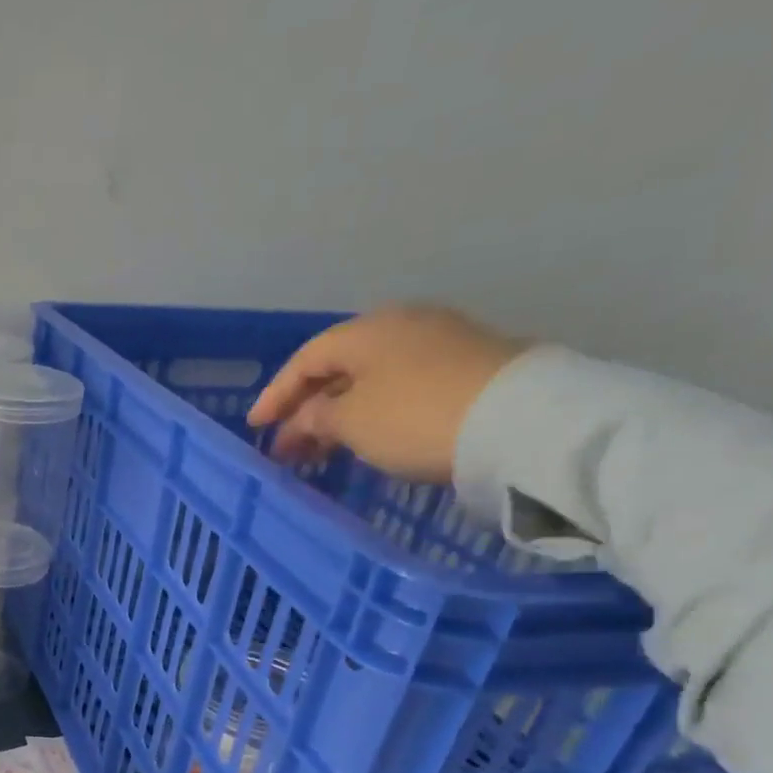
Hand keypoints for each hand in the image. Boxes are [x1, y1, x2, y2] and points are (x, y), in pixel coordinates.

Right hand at [246, 304, 527, 480]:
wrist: (518, 421)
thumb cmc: (413, 416)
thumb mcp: (350, 422)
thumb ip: (316, 417)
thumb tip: (307, 417)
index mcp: (366, 330)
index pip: (306, 359)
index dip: (276, 394)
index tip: (255, 427)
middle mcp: (403, 325)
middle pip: (340, 366)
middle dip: (308, 407)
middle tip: (288, 445)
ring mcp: (441, 342)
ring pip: (372, 377)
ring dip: (341, 412)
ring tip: (323, 447)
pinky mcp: (469, 366)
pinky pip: (401, 385)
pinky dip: (374, 410)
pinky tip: (367, 434)